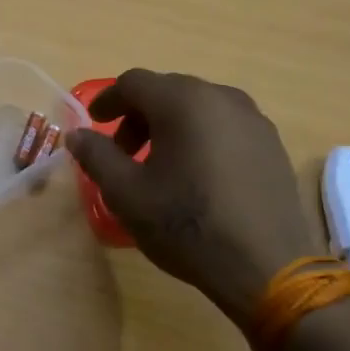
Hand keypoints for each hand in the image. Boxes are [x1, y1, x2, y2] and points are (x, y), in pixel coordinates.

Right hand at [66, 70, 320, 330]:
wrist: (266, 267)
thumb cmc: (187, 225)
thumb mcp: (127, 194)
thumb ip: (97, 156)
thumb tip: (77, 135)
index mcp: (183, 101)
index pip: (134, 83)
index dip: (108, 100)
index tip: (94, 124)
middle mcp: (221, 97)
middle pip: (168, 91)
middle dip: (138, 116)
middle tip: (123, 152)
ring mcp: (253, 119)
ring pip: (198, 107)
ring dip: (170, 126)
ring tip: (160, 166)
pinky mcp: (271, 144)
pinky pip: (225, 126)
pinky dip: (200, 137)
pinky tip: (197, 175)